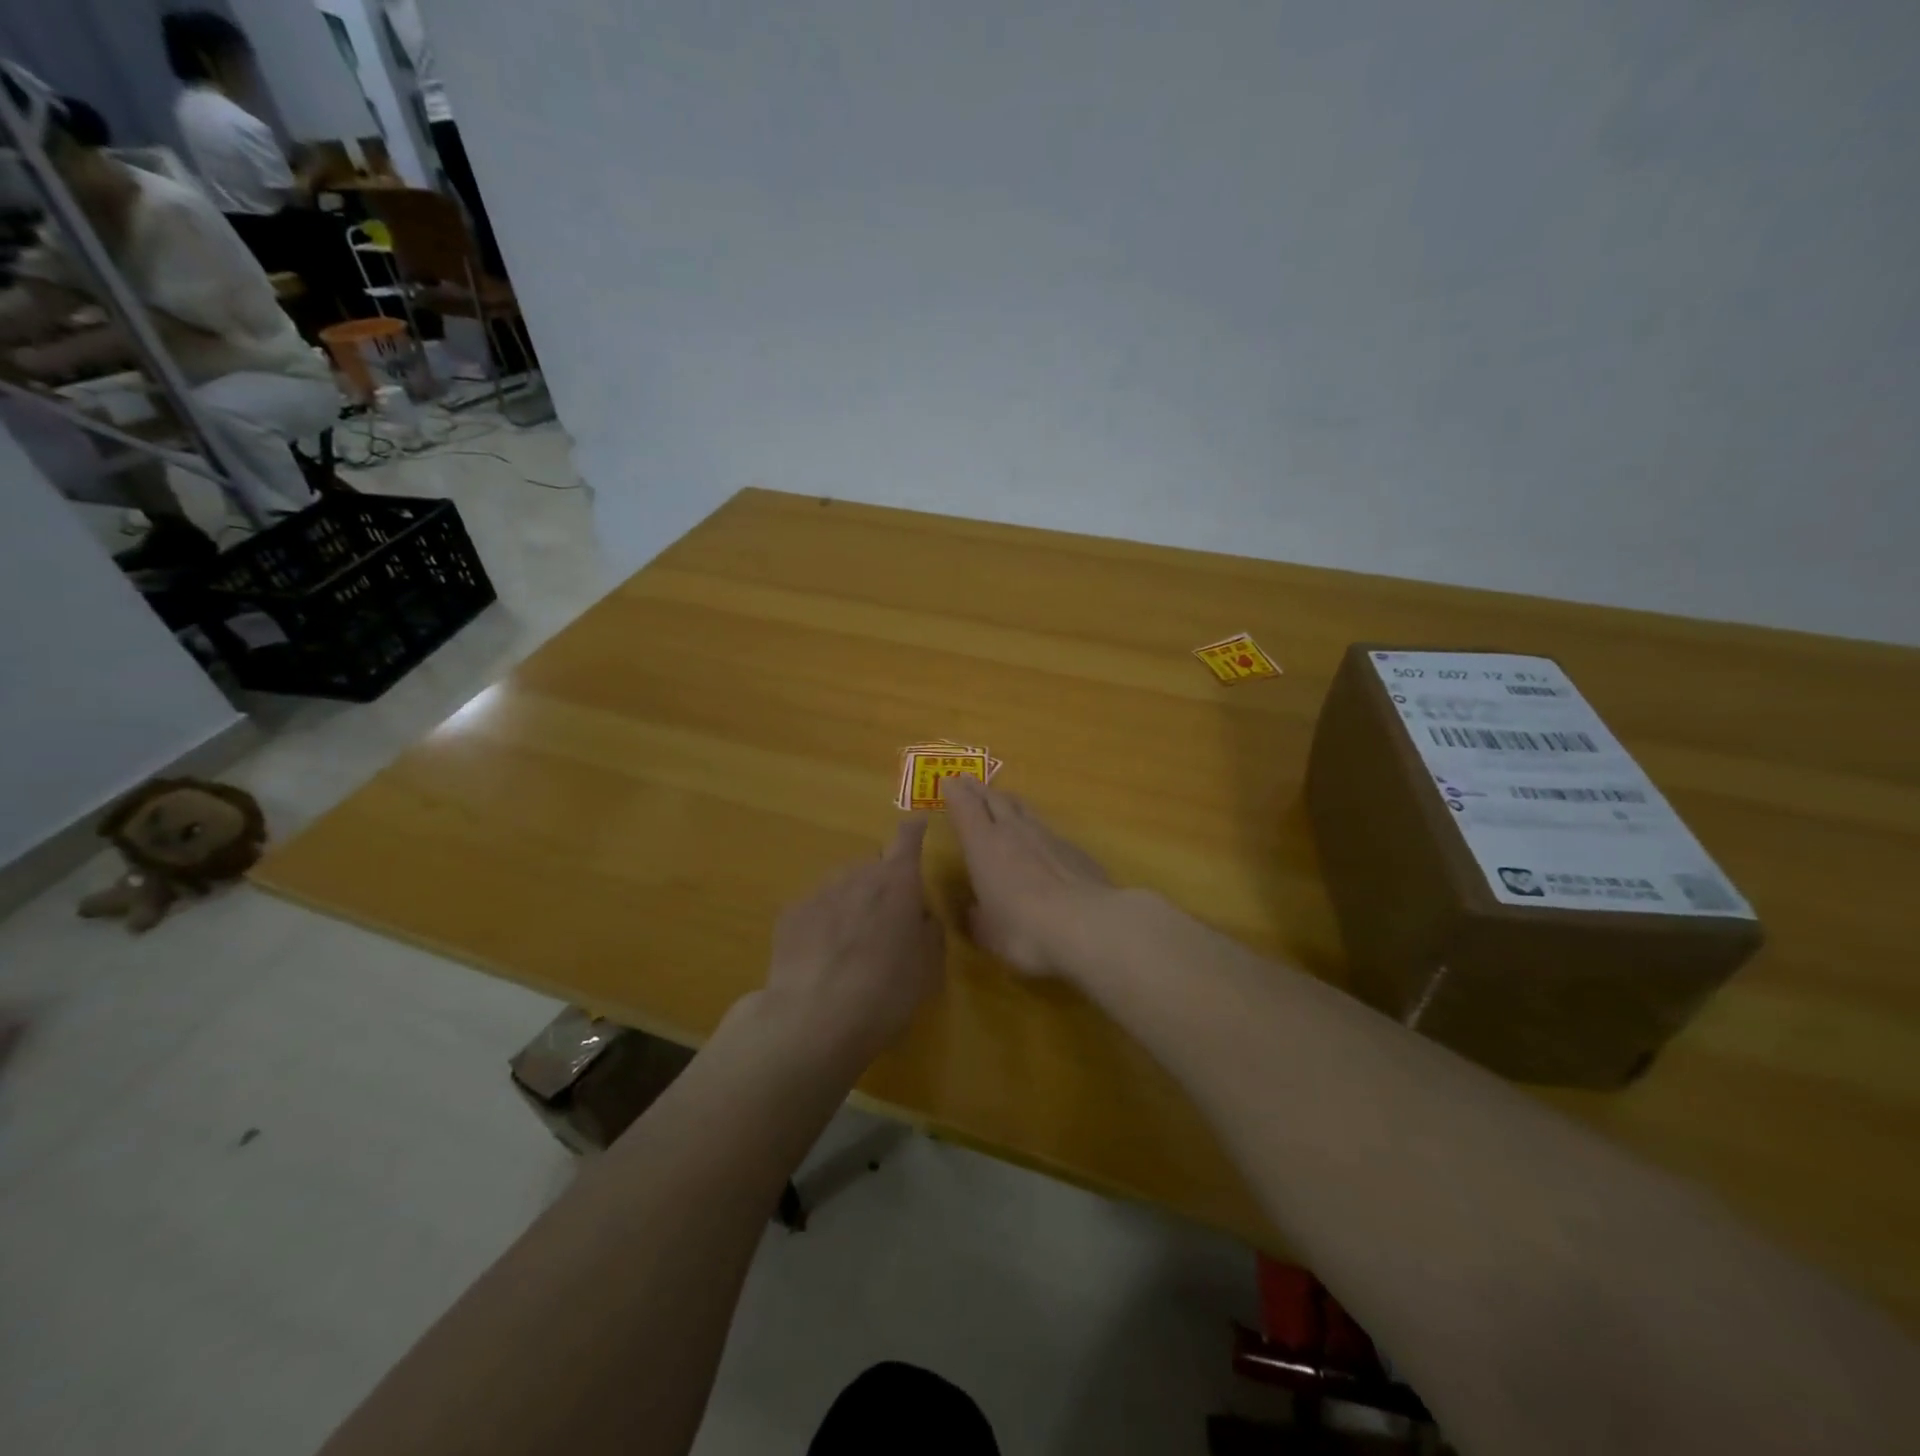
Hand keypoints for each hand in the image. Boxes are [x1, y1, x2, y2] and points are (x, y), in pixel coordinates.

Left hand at [761, 819, 943, 1070]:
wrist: (812, 1020)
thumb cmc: (885, 993)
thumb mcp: (929, 968)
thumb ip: (929, 931)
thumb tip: (920, 916)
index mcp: (898, 883)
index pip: (908, 839)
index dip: (913, 832)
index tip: (917, 825)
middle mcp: (858, 875)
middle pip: (874, 867)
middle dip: (882, 885)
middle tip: (886, 924)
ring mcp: (820, 891)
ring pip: (843, 886)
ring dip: (852, 903)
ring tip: (851, 947)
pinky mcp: (791, 913)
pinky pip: (816, 908)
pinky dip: (823, 923)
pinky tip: (822, 958)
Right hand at [942, 775, 1113, 977]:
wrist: (1086, 923)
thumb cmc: (1024, 929)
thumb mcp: (990, 934)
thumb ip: (979, 919)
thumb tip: (976, 912)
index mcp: (983, 845)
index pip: (965, 808)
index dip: (955, 794)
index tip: (948, 782)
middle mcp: (1013, 831)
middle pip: (993, 799)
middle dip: (978, 789)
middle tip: (968, 780)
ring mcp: (1047, 836)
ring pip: (1022, 809)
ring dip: (1008, 801)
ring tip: (1001, 798)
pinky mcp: (1073, 848)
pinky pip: (1047, 829)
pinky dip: (1036, 827)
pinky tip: (1039, 837)